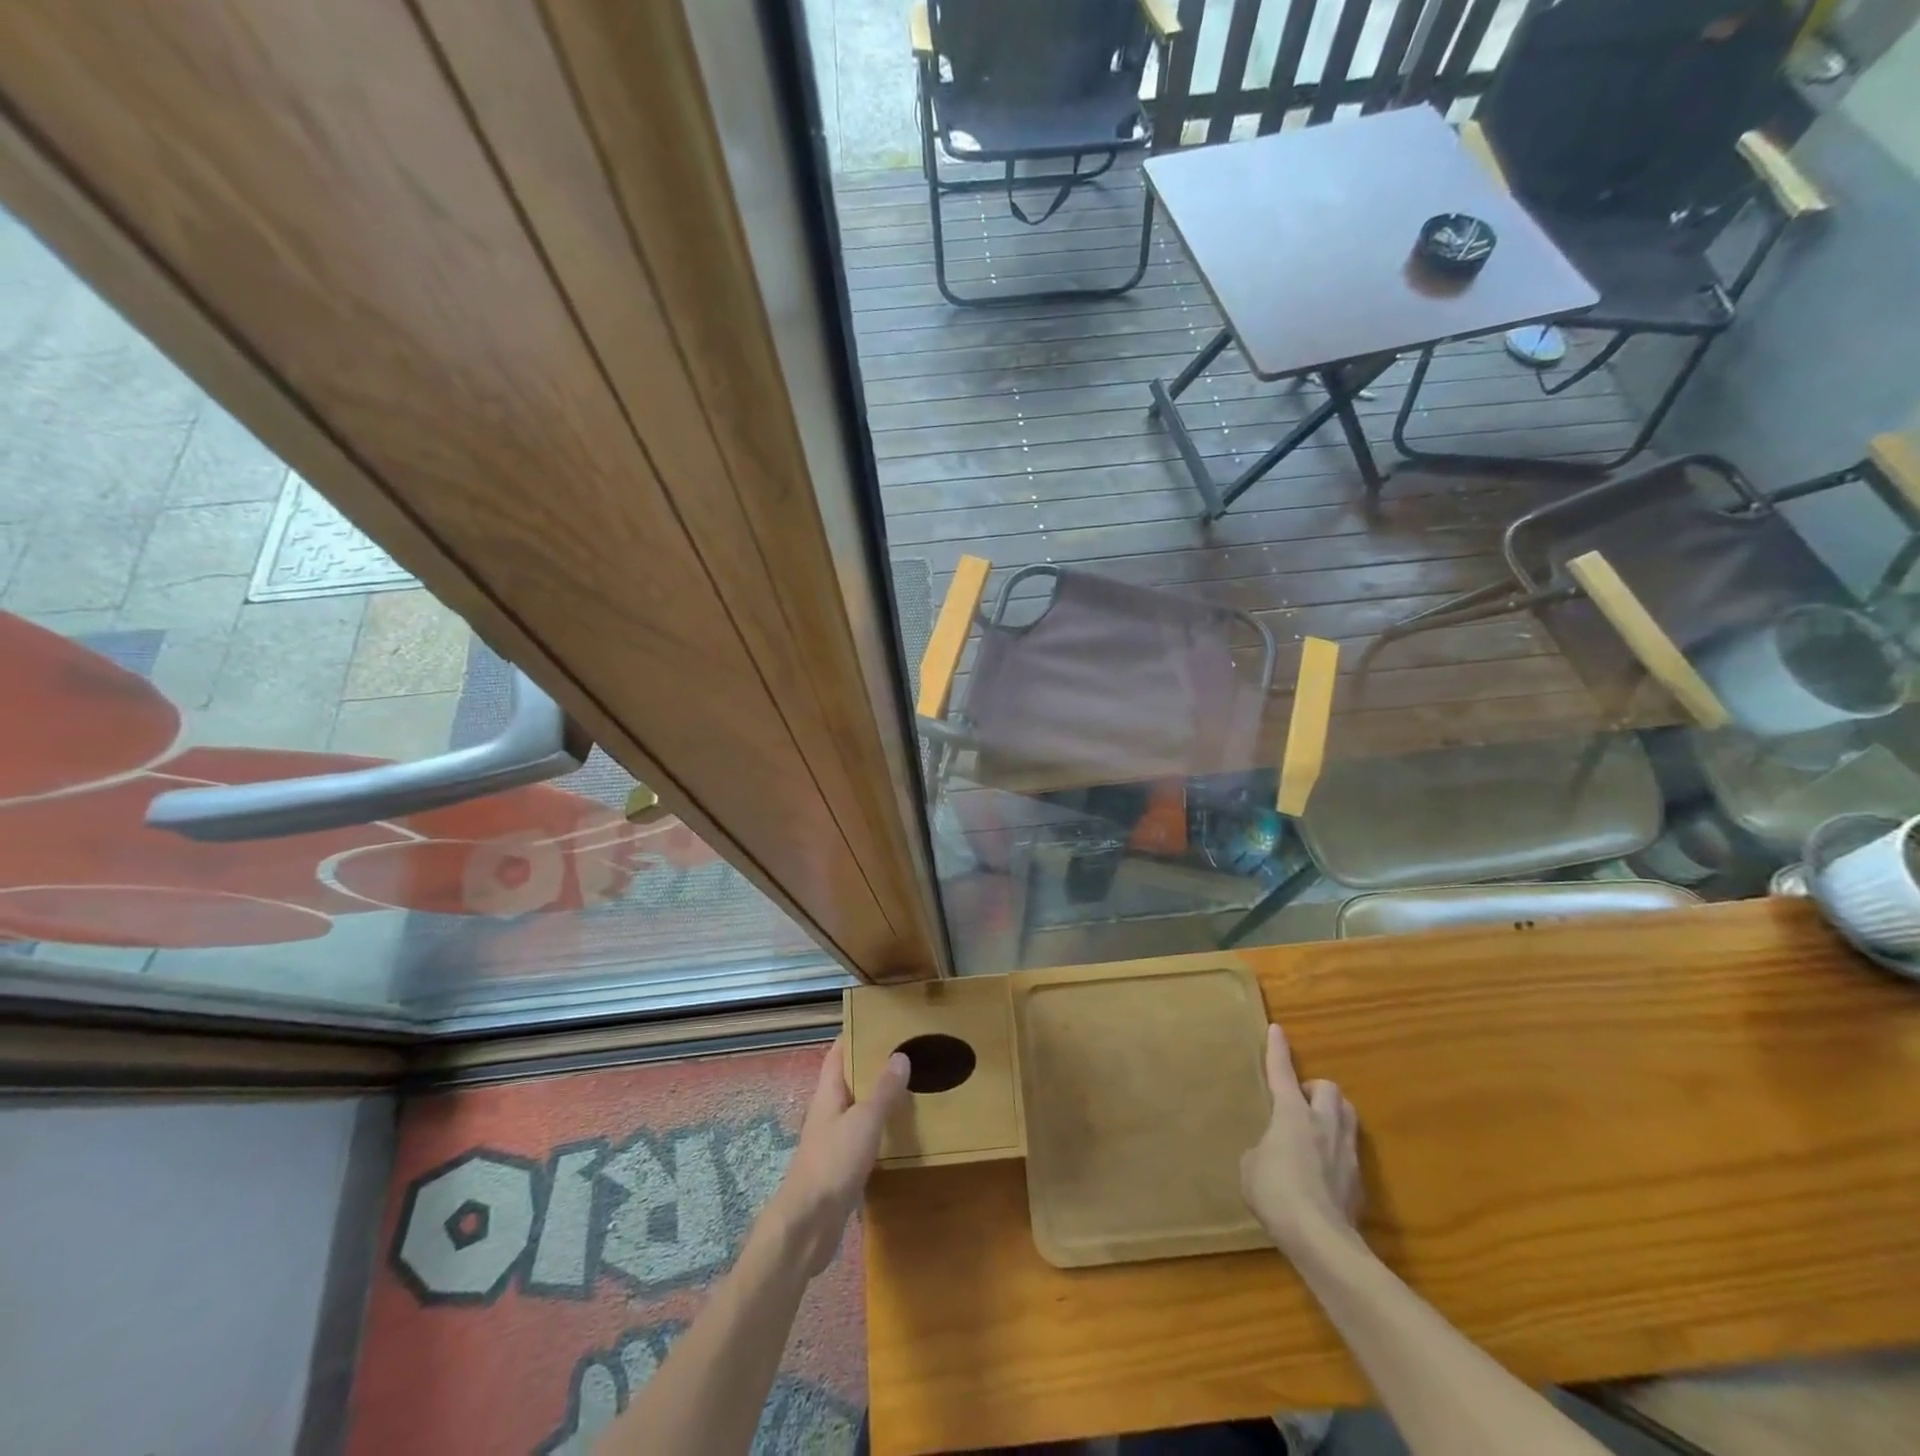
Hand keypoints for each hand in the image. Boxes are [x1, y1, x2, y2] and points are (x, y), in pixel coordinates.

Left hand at [765, 1037, 909, 1277]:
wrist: (808, 1226)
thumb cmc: (833, 1164)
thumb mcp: (864, 1122)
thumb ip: (883, 1091)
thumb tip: (900, 1054)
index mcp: (828, 1094)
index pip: (838, 1053)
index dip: (855, 1034)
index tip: (881, 1021)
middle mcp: (828, 1112)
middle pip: (849, 1079)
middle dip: (873, 1064)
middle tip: (907, 1051)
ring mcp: (833, 1140)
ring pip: (858, 1108)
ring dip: (879, 1097)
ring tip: (911, 1086)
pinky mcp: (841, 1166)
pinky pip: (863, 1136)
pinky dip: (881, 1128)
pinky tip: (902, 1132)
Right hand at [1240, 1023, 1362, 1255]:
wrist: (1321, 1240)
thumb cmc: (1276, 1193)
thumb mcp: (1251, 1166)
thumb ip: (1262, 1150)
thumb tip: (1272, 1154)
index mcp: (1292, 1113)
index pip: (1282, 1072)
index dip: (1278, 1050)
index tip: (1277, 1029)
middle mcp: (1324, 1124)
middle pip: (1329, 1089)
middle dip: (1315, 1090)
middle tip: (1300, 1103)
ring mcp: (1346, 1152)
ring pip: (1348, 1115)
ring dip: (1333, 1115)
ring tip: (1316, 1130)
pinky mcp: (1360, 1182)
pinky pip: (1349, 1152)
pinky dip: (1336, 1153)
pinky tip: (1323, 1173)